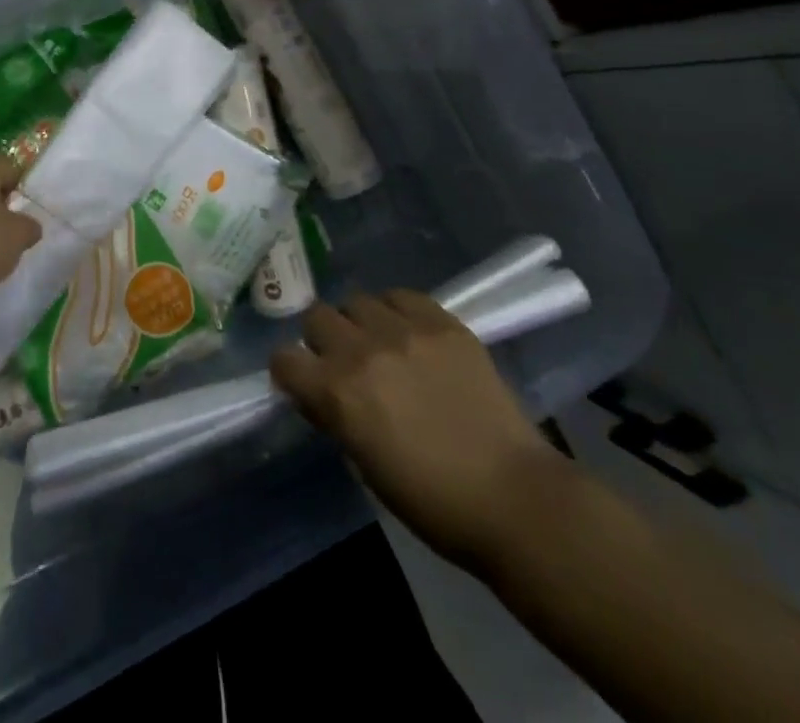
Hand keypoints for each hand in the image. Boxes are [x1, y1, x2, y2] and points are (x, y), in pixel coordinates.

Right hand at [270, 291, 567, 570]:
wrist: (515, 498)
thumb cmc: (433, 502)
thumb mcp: (365, 466)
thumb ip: (335, 417)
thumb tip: (319, 393)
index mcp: (337, 393)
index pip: (284, 358)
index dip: (289, 371)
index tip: (302, 381)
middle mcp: (362, 350)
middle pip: (316, 316)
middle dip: (322, 339)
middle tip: (343, 361)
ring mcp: (404, 331)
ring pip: (356, 300)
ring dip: (359, 322)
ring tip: (380, 343)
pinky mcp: (443, 323)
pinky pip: (402, 296)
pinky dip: (397, 311)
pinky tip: (410, 333)